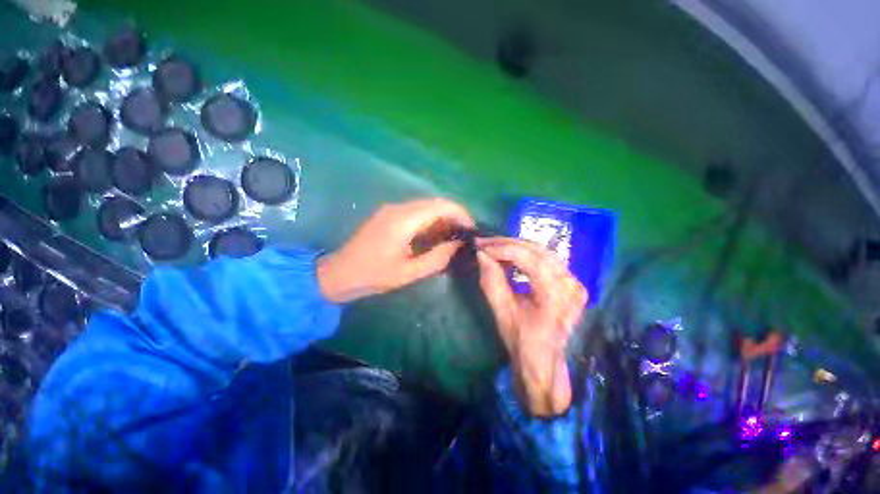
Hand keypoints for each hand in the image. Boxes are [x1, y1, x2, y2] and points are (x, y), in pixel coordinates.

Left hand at [317, 199, 474, 302]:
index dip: (461, 214)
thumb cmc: (373, 275)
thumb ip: (437, 258)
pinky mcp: (389, 215)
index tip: (471, 230)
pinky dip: (429, 222)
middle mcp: (398, 208)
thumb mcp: (408, 272)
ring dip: (442, 219)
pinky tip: (434, 237)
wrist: (339, 273)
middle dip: (454, 217)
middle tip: (464, 237)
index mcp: (404, 220)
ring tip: (451, 239)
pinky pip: (416, 213)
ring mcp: (392, 210)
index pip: (441, 206)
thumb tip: (457, 245)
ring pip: (426, 207)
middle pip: (435, 203)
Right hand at [476, 237, 586, 416]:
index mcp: (555, 296)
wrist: (544, 363)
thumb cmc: (522, 342)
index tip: (481, 246)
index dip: (502, 249)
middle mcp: (570, 284)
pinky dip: (525, 254)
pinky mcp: (572, 282)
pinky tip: (510, 254)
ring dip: (515, 247)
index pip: (529, 259)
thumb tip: (481, 254)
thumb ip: (491, 281)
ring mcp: (574, 282)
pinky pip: (546, 259)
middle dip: (507, 244)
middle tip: (484, 243)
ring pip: (541, 252)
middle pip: (537, 251)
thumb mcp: (502, 312)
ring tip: (494, 247)